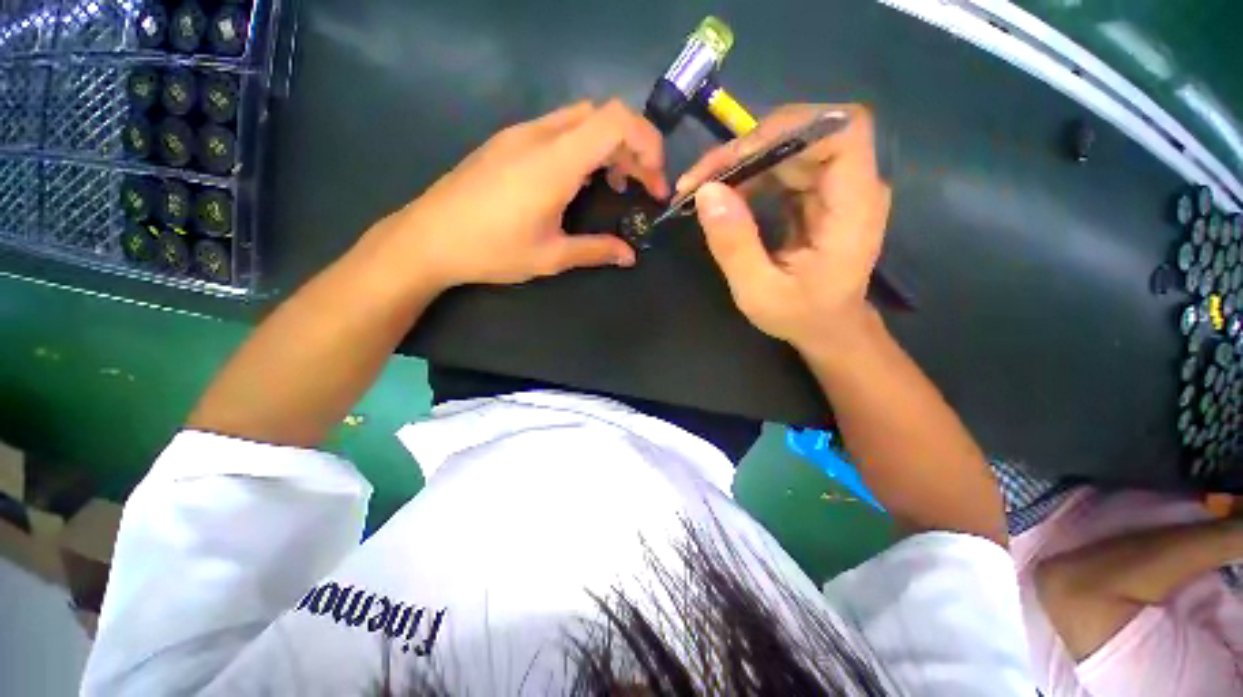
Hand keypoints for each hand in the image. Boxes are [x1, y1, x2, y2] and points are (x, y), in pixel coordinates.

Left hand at [367, 100, 668, 290]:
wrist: (427, 238)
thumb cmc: (491, 250)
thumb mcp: (550, 257)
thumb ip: (596, 251)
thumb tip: (630, 256)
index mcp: (554, 162)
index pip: (616, 122)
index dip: (647, 144)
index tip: (655, 182)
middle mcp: (540, 135)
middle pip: (605, 116)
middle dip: (635, 148)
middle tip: (642, 188)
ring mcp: (520, 133)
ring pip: (582, 119)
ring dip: (610, 147)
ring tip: (616, 184)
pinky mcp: (508, 141)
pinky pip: (559, 129)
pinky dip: (585, 147)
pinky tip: (579, 180)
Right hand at [680, 104, 890, 353]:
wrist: (828, 328)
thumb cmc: (801, 316)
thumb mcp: (758, 292)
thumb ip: (734, 245)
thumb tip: (705, 191)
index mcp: (854, 209)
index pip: (843, 132)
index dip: (791, 129)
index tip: (738, 156)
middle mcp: (853, 186)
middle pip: (807, 133)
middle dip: (749, 148)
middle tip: (700, 178)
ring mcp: (836, 187)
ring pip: (790, 146)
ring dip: (743, 160)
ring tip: (702, 187)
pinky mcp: (818, 193)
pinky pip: (783, 166)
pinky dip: (749, 174)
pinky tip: (724, 193)